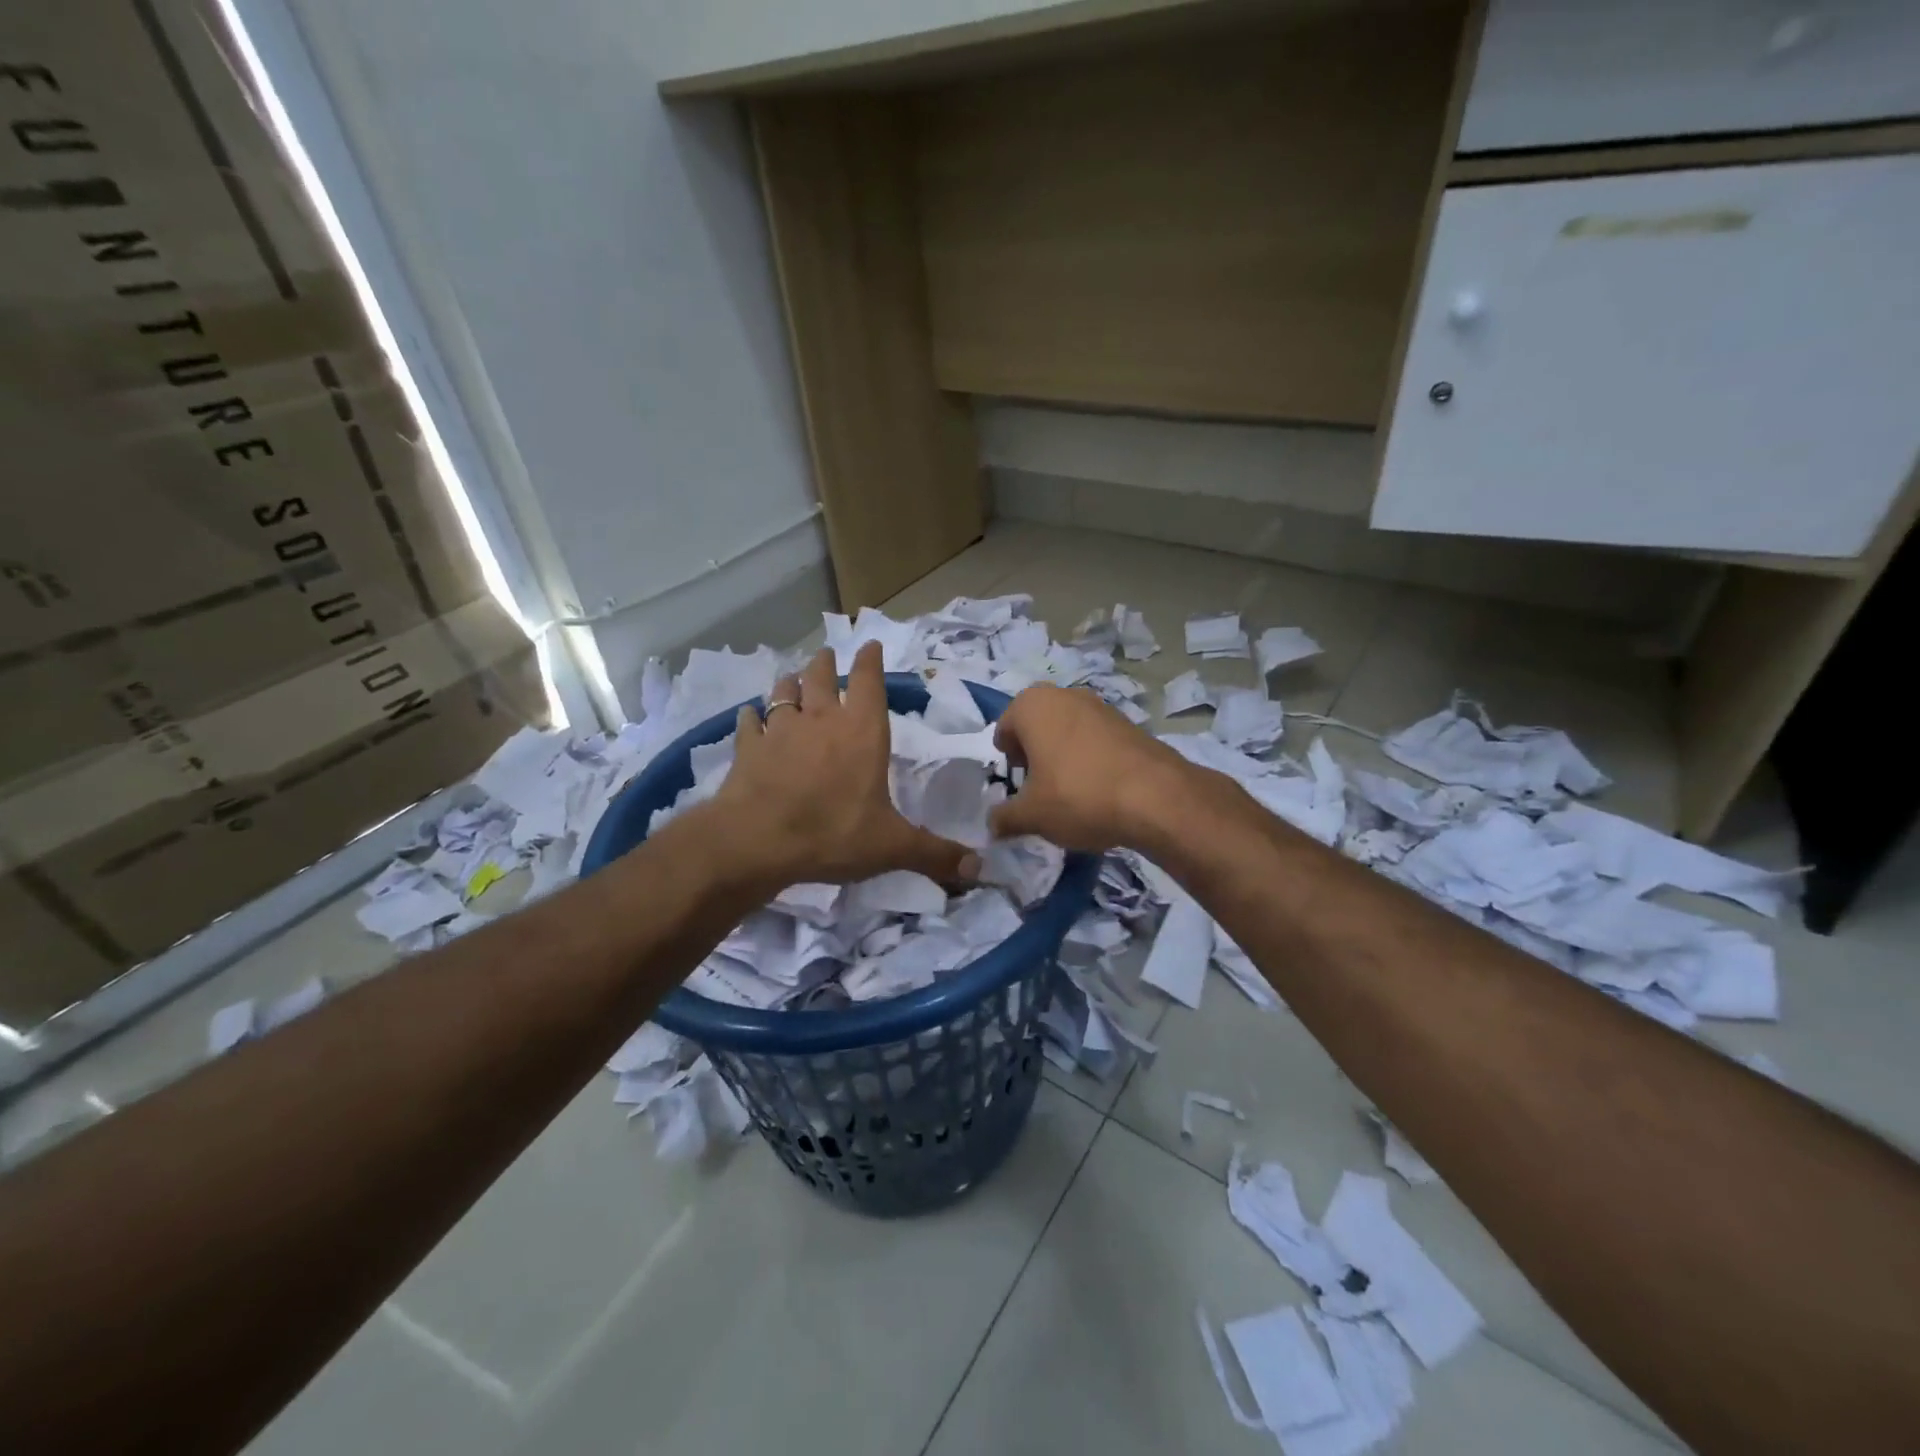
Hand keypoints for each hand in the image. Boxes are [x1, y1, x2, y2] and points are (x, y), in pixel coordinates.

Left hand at [710, 643, 979, 888]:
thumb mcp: (892, 847)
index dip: (871, 660)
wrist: (756, 842)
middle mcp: (822, 721)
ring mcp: (780, 731)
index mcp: (862, 733)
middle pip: (822, 677)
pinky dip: (751, 717)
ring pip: (784, 693)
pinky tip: (749, 716)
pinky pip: (749, 723)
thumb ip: (935, 854)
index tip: (870, 644)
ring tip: (792, 677)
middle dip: (827, 663)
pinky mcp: (748, 749)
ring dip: (790, 683)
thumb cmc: (833, 834)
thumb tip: (980, 870)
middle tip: (827, 654)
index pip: (870, 682)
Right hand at [988, 684, 1197, 852]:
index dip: (1007, 761)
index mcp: (1031, 705)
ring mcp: (1100, 705)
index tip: (1017, 786)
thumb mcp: (1031, 816)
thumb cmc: (1078, 796)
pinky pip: (1096, 739)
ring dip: (1063, 755)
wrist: (1155, 797)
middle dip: (1034, 754)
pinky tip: (1100, 789)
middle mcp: (1064, 695)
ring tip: (1071, 791)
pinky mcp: (1129, 722)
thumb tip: (992, 824)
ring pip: (1067, 730)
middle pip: (1037, 726)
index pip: (1004, 729)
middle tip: (1040, 788)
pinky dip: (1091, 758)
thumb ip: (1004, 818)